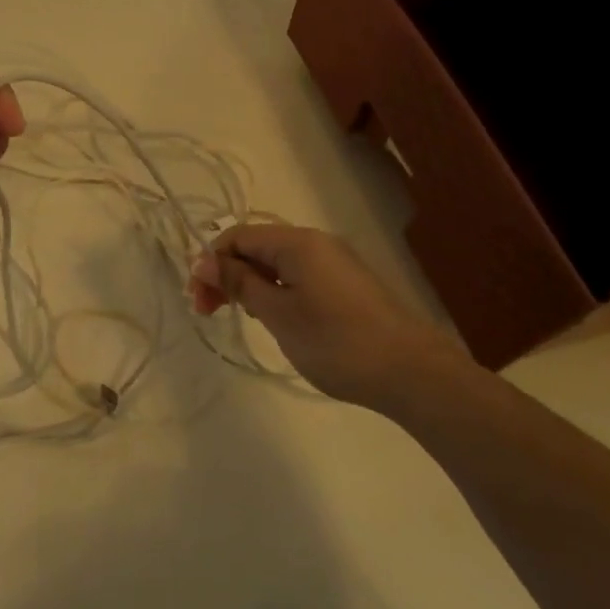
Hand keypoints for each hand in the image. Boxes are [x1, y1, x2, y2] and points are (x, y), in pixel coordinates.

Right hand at [189, 223, 467, 412]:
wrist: (411, 372)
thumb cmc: (335, 341)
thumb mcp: (278, 313)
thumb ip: (240, 283)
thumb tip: (205, 261)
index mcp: (297, 242)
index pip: (238, 236)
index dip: (212, 263)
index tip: (199, 300)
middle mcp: (316, 243)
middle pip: (257, 247)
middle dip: (228, 274)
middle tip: (209, 313)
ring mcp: (335, 263)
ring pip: (278, 263)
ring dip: (251, 285)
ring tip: (243, 317)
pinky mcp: (347, 285)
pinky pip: (299, 276)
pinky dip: (276, 291)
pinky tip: (275, 318)